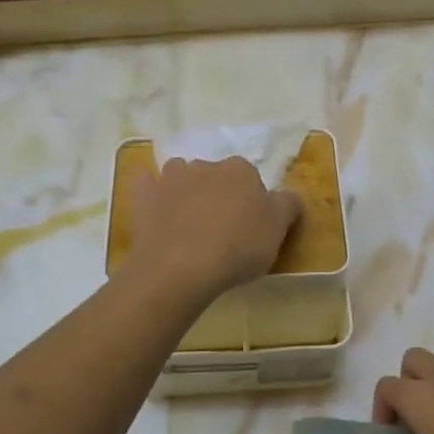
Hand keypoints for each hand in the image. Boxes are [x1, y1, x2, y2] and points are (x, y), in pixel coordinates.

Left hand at [123, 156, 301, 301]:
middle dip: (218, 194)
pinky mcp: (143, 196)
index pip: (251, 179)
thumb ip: (288, 205)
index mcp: (240, 170)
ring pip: (182, 176)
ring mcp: (170, 179)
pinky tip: (155, 210)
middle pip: (216, 176)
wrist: (180, 268)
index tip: (250, 227)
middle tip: (221, 228)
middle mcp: (205, 165)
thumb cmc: (237, 248)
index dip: (251, 202)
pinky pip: (147, 185)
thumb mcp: (278, 229)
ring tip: (188, 223)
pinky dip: (151, 193)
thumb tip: (289, 196)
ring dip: (186, 191)